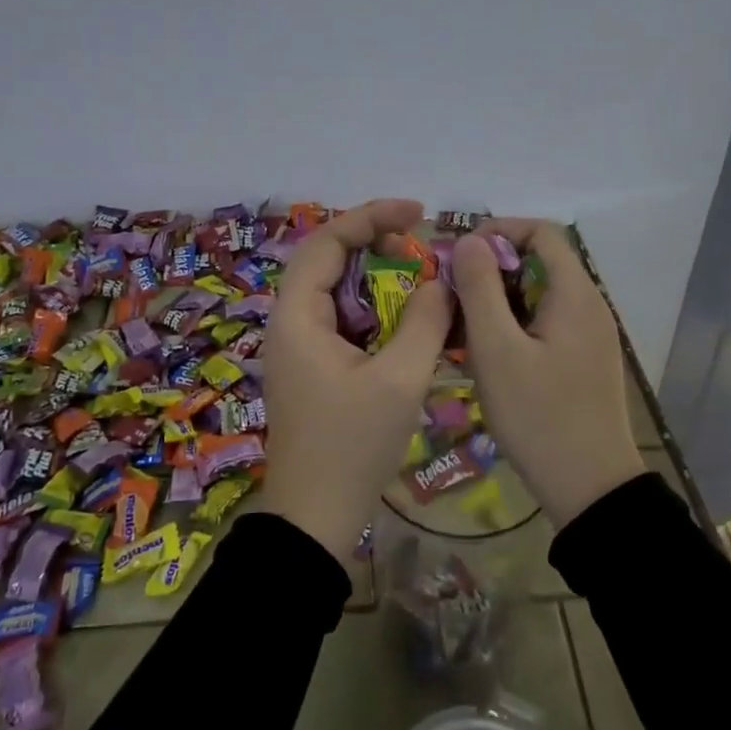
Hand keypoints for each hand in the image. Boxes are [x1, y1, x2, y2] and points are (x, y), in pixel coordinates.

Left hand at [257, 198, 453, 560]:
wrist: (315, 517)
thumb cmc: (352, 446)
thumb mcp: (399, 380)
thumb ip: (424, 323)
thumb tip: (440, 283)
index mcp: (297, 316)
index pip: (327, 242)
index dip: (371, 217)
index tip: (417, 212)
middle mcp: (290, 323)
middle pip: (330, 262)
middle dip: (377, 247)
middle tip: (423, 249)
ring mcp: (300, 348)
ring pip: (339, 294)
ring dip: (379, 282)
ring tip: (422, 283)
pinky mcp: (314, 369)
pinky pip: (344, 323)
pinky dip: (376, 314)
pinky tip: (408, 324)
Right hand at [453, 220, 644, 527]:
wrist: (591, 488)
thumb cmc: (539, 416)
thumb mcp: (496, 350)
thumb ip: (480, 288)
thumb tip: (469, 240)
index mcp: (575, 293)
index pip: (541, 232)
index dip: (497, 231)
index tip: (457, 254)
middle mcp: (589, 305)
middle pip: (538, 263)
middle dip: (490, 270)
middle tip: (449, 296)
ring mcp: (589, 335)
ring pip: (538, 297)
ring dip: (497, 302)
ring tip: (459, 329)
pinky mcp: (583, 361)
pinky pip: (544, 325)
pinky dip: (512, 327)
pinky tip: (485, 356)